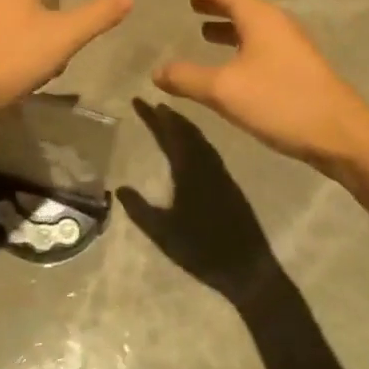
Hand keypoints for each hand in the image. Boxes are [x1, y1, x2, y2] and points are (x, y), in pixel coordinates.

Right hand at [120, 102, 283, 301]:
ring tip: (168, 115)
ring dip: (183, 124)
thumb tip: (119, 188)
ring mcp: (220, 173)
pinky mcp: (229, 183)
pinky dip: (195, 138)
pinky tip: (191, 143)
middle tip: (151, 103)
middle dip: (167, 115)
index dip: (153, 116)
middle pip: (185, 130)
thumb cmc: (202, 251)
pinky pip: (208, 149)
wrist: (248, 268)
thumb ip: (140, 210)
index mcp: (189, 170)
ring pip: (199, 138)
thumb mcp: (163, 234)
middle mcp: (206, 164)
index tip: (138, 99)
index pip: (168, 133)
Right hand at [153, 0, 368, 179]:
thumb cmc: (282, 102)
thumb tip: (157, 71)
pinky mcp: (296, 66)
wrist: (343, 135)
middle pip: (238, 0)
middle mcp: (275, 22)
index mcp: (259, 17)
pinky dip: (237, 41)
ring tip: (201, 27)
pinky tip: (230, 62)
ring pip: (250, 22)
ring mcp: (290, 44)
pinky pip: (259, 41)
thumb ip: (187, 78)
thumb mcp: (225, 91)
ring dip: (224, 21)